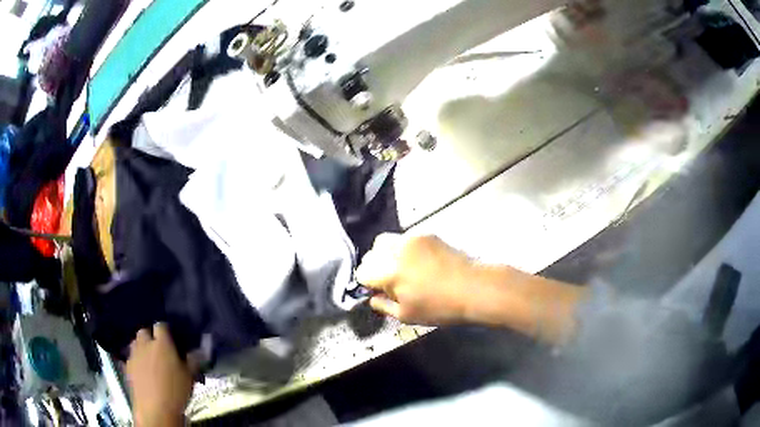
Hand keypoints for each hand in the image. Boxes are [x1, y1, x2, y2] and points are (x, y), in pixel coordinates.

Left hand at [126, 323, 194, 426]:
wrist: (155, 408)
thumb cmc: (176, 391)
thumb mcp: (190, 376)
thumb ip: (193, 360)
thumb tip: (200, 349)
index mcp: (162, 343)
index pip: (161, 325)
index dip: (166, 330)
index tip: (172, 338)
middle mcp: (145, 344)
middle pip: (144, 331)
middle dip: (150, 337)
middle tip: (160, 349)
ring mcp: (134, 354)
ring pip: (136, 342)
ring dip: (142, 347)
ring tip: (150, 359)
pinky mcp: (128, 366)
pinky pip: (131, 357)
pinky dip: (137, 360)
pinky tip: (143, 371)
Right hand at [356, 234, 476, 324]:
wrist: (473, 288)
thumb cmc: (440, 308)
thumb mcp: (406, 315)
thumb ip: (383, 305)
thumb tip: (372, 297)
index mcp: (389, 273)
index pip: (362, 271)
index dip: (367, 282)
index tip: (378, 289)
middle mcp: (396, 251)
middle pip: (371, 253)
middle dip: (374, 266)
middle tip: (390, 279)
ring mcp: (412, 239)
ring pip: (386, 241)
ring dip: (387, 254)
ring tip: (403, 268)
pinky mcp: (426, 234)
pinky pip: (405, 238)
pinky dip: (404, 249)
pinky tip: (420, 262)